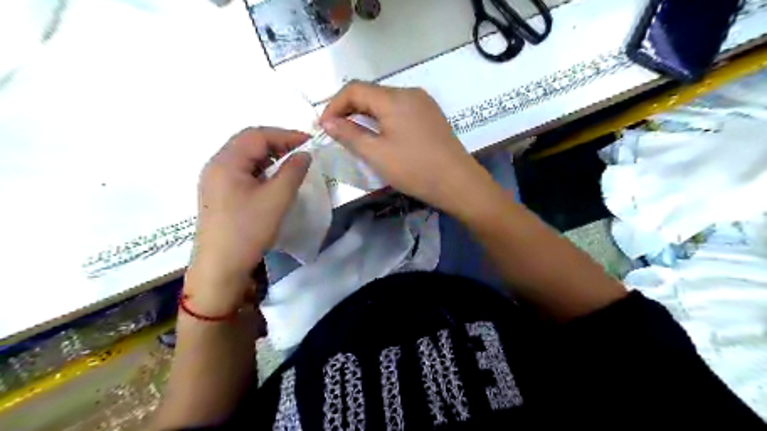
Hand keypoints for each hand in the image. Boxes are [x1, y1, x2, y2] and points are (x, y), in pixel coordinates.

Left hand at [184, 126, 310, 313]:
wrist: (220, 268)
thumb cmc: (248, 230)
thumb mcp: (276, 199)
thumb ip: (293, 171)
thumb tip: (304, 154)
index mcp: (226, 161)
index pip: (257, 135)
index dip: (286, 135)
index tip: (310, 143)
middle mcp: (216, 165)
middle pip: (248, 142)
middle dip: (278, 143)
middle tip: (302, 153)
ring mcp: (214, 180)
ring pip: (245, 157)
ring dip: (269, 156)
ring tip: (291, 165)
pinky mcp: (218, 194)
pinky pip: (242, 171)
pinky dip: (261, 169)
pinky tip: (274, 181)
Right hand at [318, 81, 490, 213]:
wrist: (458, 182)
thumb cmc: (414, 169)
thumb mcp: (376, 154)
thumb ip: (349, 134)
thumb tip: (327, 121)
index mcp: (393, 98)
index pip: (354, 89)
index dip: (334, 105)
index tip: (324, 126)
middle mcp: (409, 92)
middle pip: (370, 92)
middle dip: (349, 109)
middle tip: (337, 132)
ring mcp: (423, 102)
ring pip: (386, 100)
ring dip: (366, 114)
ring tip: (356, 134)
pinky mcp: (431, 114)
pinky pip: (400, 109)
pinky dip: (384, 118)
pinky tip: (382, 134)